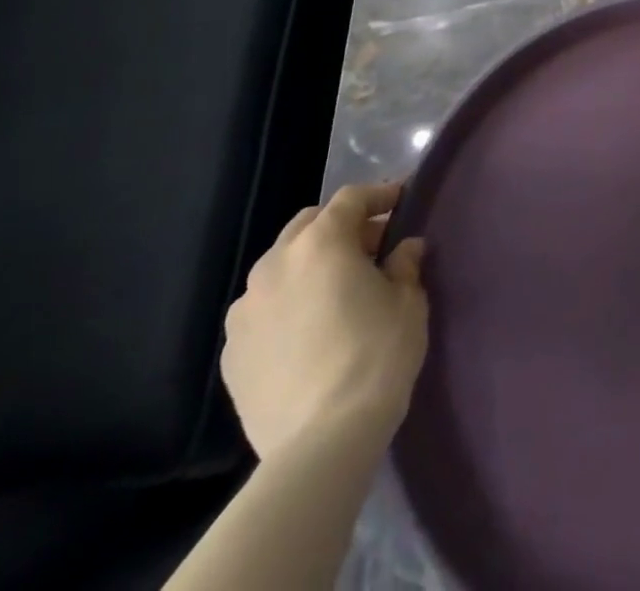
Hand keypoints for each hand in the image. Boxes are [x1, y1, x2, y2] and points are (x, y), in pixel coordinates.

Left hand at [221, 181, 428, 459]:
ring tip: (335, 289)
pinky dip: (286, 303)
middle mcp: (275, 265)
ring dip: (308, 264)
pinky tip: (307, 329)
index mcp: (321, 243)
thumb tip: (404, 249)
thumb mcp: (408, 301)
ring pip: (279, 266)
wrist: (321, 443)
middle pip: (308, 224)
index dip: (379, 195)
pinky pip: (262, 309)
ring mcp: (245, 310)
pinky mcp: (231, 352)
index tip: (401, 201)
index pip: (351, 199)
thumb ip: (404, 264)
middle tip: (371, 246)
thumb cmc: (376, 355)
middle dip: (340, 226)